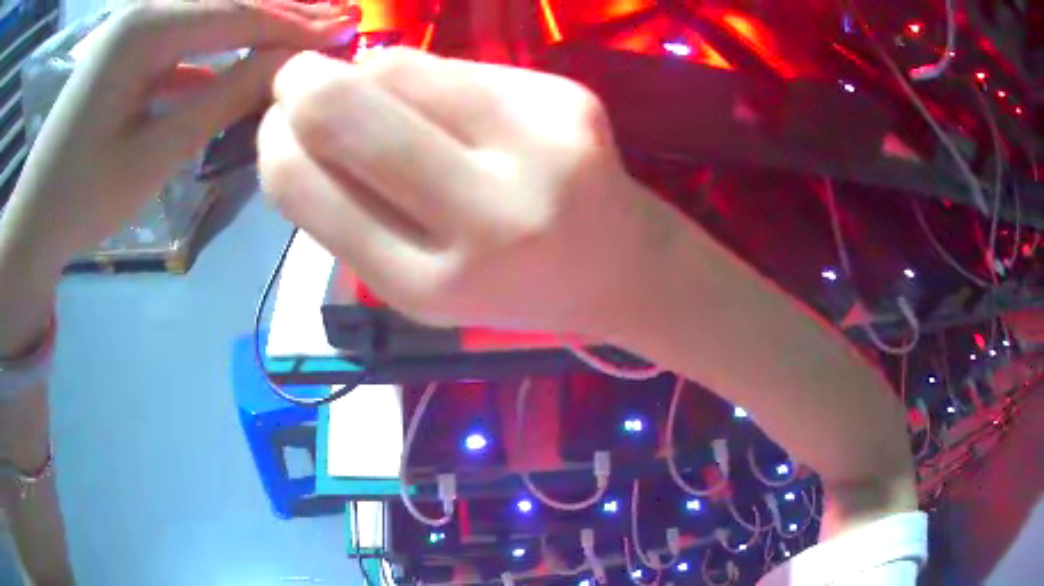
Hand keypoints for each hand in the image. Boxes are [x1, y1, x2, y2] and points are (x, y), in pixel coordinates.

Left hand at [0, 0, 357, 274]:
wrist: (31, 224)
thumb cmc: (82, 199)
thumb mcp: (155, 153)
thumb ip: (223, 99)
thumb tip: (289, 66)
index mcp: (145, 30)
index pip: (238, 14)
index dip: (295, 23)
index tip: (346, 31)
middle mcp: (142, 13)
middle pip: (225, 5)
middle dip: (282, 14)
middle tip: (339, 20)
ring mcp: (132, 30)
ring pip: (206, 19)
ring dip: (252, 28)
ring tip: (302, 33)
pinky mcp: (125, 52)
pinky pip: (181, 39)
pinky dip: (215, 49)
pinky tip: (241, 59)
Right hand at [259, 48, 680, 337]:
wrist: (620, 266)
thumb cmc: (511, 285)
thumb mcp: (417, 280)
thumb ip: (347, 213)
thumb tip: (292, 128)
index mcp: (428, 286)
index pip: (306, 185)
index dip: (273, 141)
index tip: (273, 125)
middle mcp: (488, 217)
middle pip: (347, 109)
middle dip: (301, 84)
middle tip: (295, 81)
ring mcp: (539, 145)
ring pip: (400, 67)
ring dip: (363, 71)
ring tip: (372, 93)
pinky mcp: (569, 99)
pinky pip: (460, 64)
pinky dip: (430, 77)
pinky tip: (448, 103)